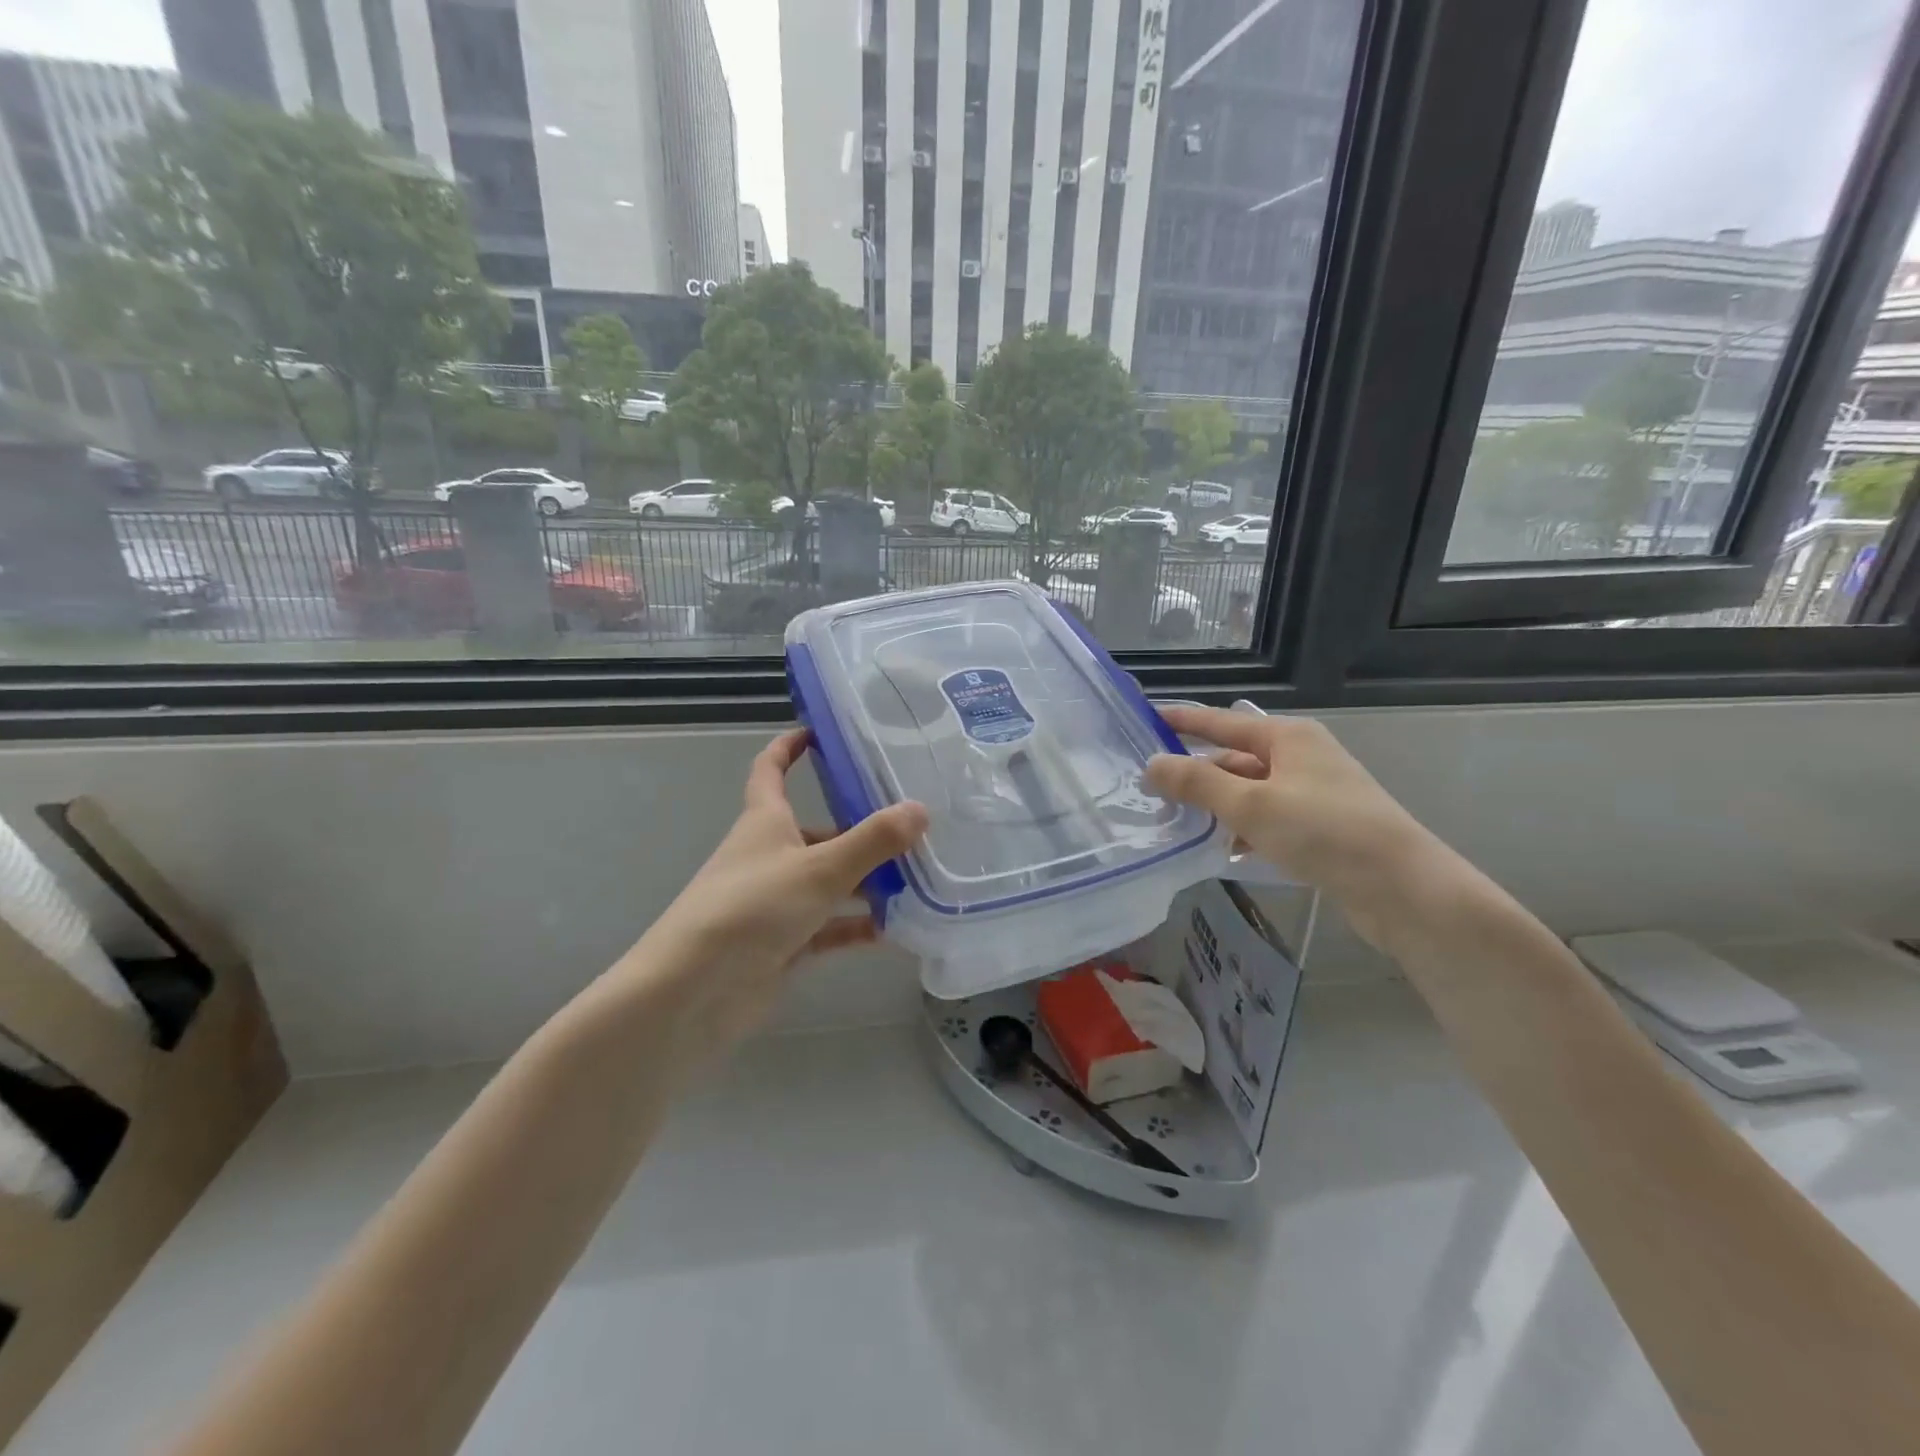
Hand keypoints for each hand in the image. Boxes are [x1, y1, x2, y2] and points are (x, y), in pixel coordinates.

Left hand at [616, 729, 927, 1072]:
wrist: (693, 992)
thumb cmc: (751, 909)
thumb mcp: (819, 868)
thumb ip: (872, 841)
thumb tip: (920, 809)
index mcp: (765, 822)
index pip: (771, 770)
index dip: (790, 747)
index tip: (820, 732)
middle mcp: (769, 856)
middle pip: (818, 833)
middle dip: (860, 830)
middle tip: (912, 828)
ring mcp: (776, 902)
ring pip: (829, 882)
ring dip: (868, 882)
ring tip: (919, 879)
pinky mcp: (783, 944)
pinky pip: (830, 927)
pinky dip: (859, 926)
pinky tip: (898, 930)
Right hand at [1143, 704, 1450, 948]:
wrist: (1403, 888)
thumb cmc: (1323, 831)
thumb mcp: (1251, 805)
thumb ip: (1197, 783)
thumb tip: (1151, 764)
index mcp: (1287, 737)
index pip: (1221, 721)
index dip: (1182, 720)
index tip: (1145, 721)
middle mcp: (1301, 756)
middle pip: (1234, 758)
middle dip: (1195, 774)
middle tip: (1150, 790)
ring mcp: (1313, 792)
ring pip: (1249, 791)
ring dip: (1217, 806)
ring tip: (1176, 822)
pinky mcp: (1321, 826)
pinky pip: (1267, 818)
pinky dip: (1243, 829)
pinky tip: (1224, 851)